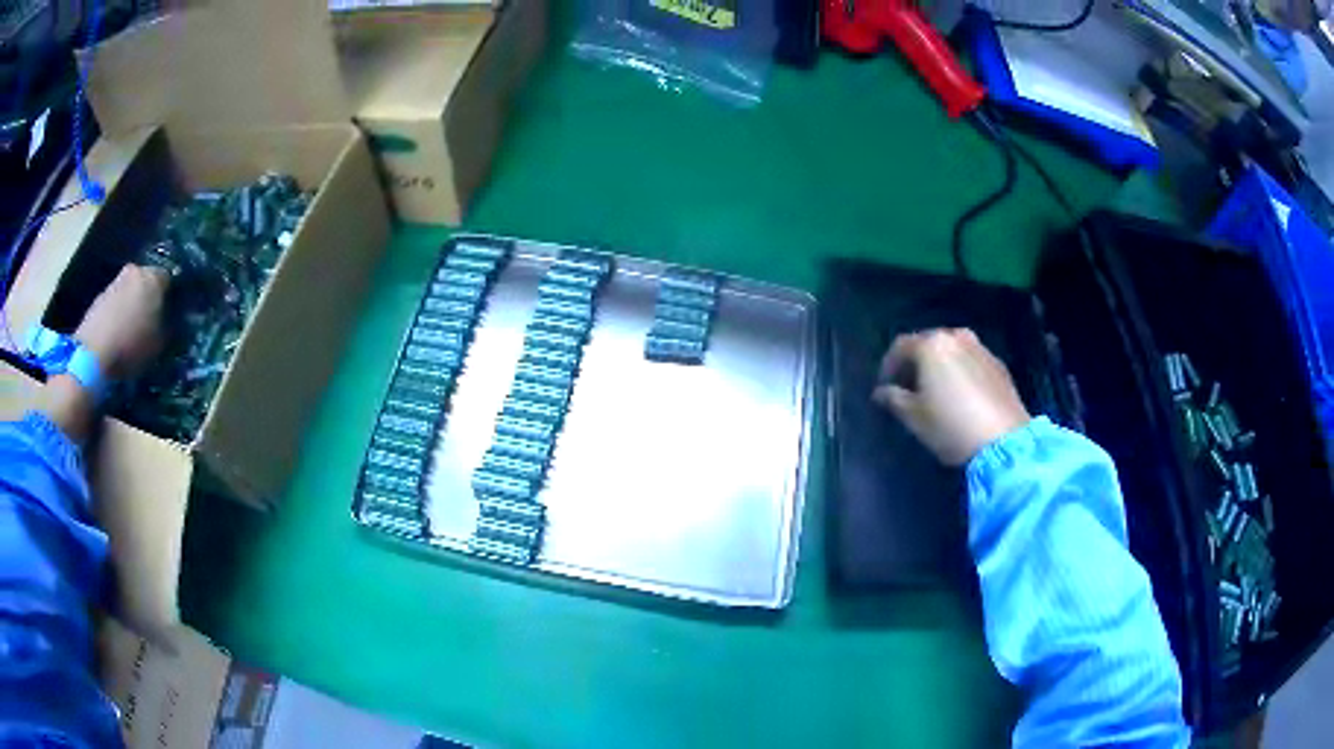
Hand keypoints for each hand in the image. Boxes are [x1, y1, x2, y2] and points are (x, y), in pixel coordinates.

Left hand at [75, 265, 169, 380]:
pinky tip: (117, 335)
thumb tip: (169, 322)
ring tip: (131, 330)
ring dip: (131, 306)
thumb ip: (166, 327)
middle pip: (146, 281)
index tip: (170, 313)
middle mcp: (135, 271)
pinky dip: (117, 315)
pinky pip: (114, 303)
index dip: (170, 296)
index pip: (169, 279)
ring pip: (129, 291)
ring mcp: (114, 282)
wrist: (93, 353)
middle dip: (148, 298)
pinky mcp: (99, 297)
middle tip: (150, 320)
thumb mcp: (158, 344)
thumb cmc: (131, 345)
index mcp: (154, 278)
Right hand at [872, 328, 1030, 465]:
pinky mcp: (999, 365)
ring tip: (936, 390)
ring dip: (940, 366)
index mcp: (932, 345)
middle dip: (916, 363)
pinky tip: (961, 395)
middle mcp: (956, 337)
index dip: (889, 366)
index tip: (884, 386)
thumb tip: (882, 391)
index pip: (900, 346)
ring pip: (952, 351)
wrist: (1003, 439)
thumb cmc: (951, 426)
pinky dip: (961, 371)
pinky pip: (971, 361)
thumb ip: (893, 399)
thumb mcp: (914, 417)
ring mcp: (981, 349)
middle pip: (929, 344)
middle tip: (909, 387)